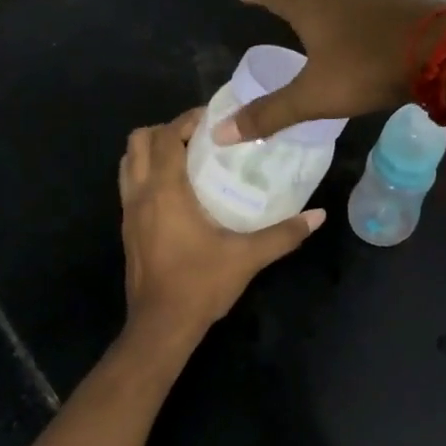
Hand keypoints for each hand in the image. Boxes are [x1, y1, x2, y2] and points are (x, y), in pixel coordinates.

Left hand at [119, 109, 323, 340]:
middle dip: (166, 130)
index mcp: (165, 191)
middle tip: (199, 137)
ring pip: (128, 162)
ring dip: (151, 151)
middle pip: (139, 141)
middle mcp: (140, 194)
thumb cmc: (200, 284)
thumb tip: (318, 215)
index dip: (187, 120)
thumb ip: (284, 234)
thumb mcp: (247, 257)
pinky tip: (176, 191)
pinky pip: (130, 184)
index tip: (214, 119)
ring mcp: (128, 212)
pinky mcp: (126, 228)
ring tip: (186, 158)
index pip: (167, 137)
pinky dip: (147, 173)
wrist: (161, 326)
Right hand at [219, 0, 445, 142]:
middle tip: (273, 9)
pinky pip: (364, 4)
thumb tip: (219, 133)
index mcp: (311, 3)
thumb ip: (270, 113)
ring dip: (322, 5)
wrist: (445, 51)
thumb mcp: (314, 96)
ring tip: (313, 20)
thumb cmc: (367, 68)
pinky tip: (358, 30)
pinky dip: (351, 15)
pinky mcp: (401, 2)